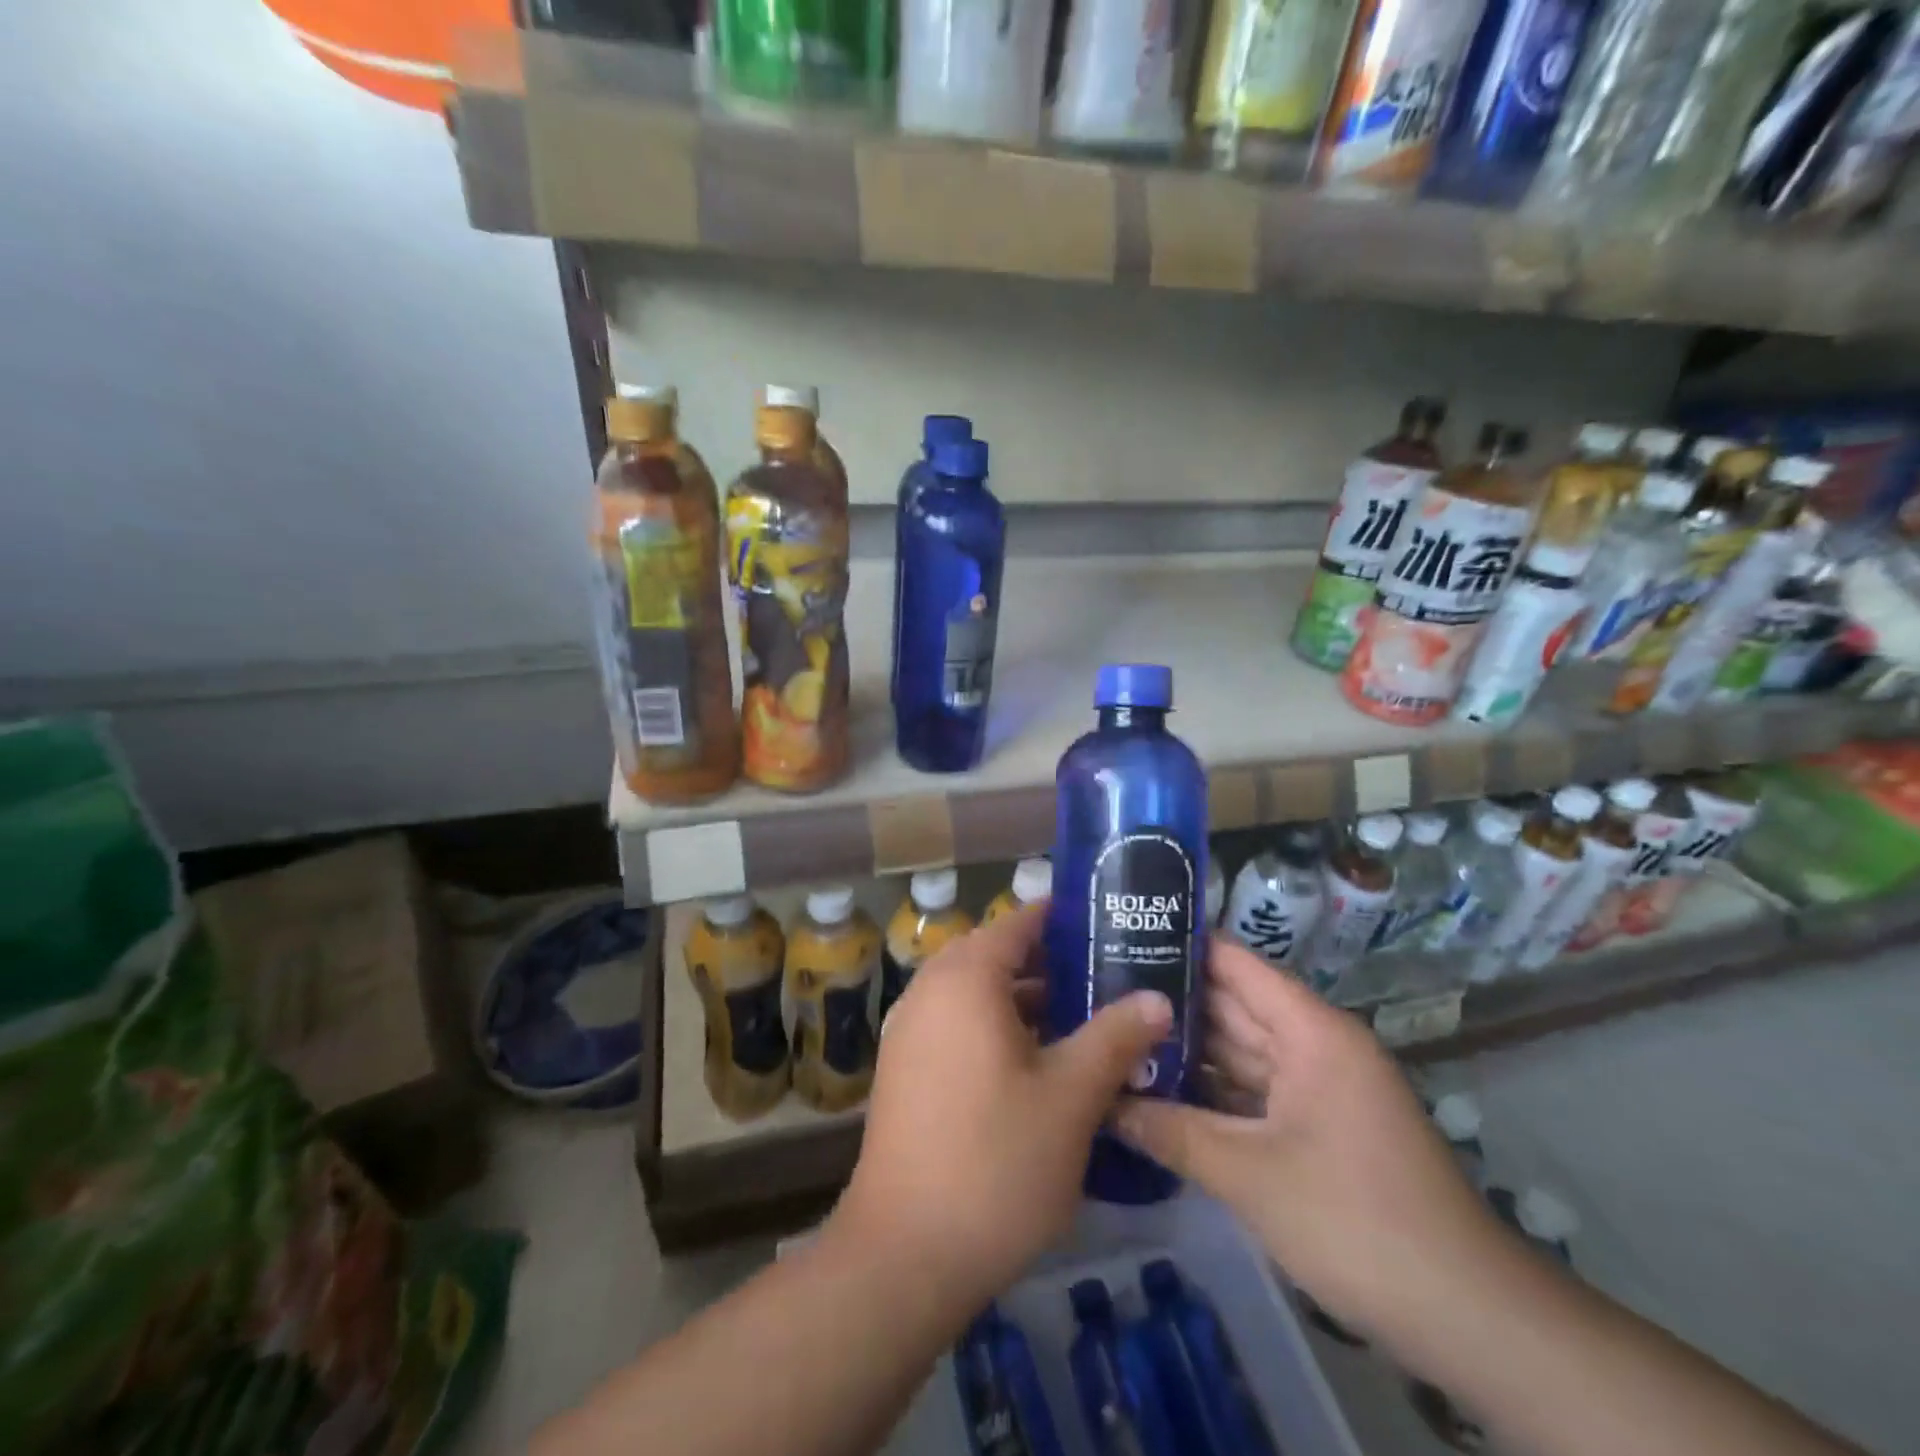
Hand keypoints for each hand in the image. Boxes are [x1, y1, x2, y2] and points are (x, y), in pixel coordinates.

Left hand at [829, 903, 1171, 1312]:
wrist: (904, 1252)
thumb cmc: (996, 1161)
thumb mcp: (1071, 1098)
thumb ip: (1115, 1037)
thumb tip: (1157, 998)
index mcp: (966, 979)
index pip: (1018, 922)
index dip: (1063, 920)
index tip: (1109, 927)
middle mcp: (930, 990)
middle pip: (996, 955)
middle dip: (1050, 963)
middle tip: (1105, 977)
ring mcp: (910, 1030)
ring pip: (975, 994)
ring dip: (1023, 1000)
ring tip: (1082, 1019)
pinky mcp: (903, 1068)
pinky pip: (956, 1024)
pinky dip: (994, 1028)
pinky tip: (1036, 1064)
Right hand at [1114, 940, 1507, 1344]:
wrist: (1466, 1315)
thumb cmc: (1355, 1221)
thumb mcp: (1250, 1176)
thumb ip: (1172, 1131)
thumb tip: (1103, 1103)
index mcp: (1310, 1030)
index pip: (1234, 964)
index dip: (1179, 945)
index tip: (1119, 938)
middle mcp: (1315, 1044)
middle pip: (1232, 1004)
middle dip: (1169, 1001)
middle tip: (1099, 990)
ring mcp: (1318, 1086)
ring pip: (1240, 1050)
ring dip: (1187, 1048)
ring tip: (1116, 1034)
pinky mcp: (1317, 1124)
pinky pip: (1254, 1090)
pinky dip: (1212, 1089)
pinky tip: (1159, 1089)